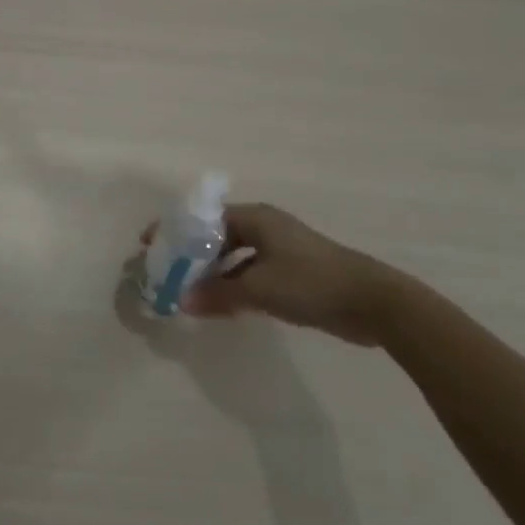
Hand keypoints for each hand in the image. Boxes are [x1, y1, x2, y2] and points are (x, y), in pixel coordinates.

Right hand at [155, 202, 405, 346]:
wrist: (375, 303)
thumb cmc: (312, 283)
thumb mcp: (259, 288)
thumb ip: (218, 294)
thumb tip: (182, 301)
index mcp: (255, 218)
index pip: (203, 218)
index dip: (175, 230)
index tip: (150, 245)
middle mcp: (265, 228)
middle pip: (216, 237)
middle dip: (191, 254)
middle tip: (166, 273)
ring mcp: (280, 251)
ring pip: (233, 257)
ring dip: (212, 274)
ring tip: (188, 292)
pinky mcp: (293, 274)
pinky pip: (250, 274)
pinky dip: (233, 285)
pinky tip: (221, 306)